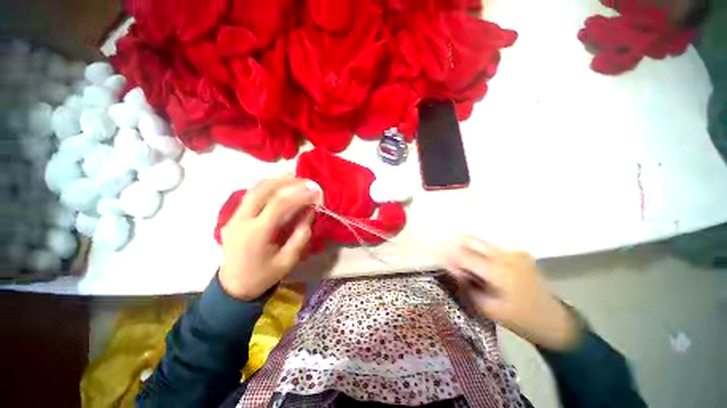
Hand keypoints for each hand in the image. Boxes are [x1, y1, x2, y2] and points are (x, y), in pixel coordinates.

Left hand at [218, 176, 320, 300]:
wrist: (233, 286)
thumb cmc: (263, 276)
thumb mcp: (287, 261)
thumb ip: (300, 236)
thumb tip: (310, 213)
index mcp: (255, 234)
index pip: (278, 205)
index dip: (299, 195)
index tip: (315, 192)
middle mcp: (241, 221)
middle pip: (263, 190)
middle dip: (287, 182)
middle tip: (305, 181)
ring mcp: (233, 217)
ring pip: (254, 189)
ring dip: (275, 181)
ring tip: (294, 178)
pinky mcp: (233, 217)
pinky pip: (250, 196)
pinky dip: (266, 187)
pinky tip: (278, 185)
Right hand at [446, 236, 581, 350]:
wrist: (553, 320)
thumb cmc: (519, 319)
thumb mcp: (487, 308)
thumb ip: (467, 285)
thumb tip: (451, 267)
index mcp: (498, 271)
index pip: (464, 256)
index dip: (449, 256)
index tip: (440, 259)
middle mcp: (505, 255)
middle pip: (471, 240)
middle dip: (456, 247)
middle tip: (451, 259)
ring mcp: (514, 251)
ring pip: (480, 241)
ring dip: (468, 249)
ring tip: (467, 264)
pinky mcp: (519, 252)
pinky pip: (491, 247)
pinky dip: (480, 252)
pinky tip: (482, 265)